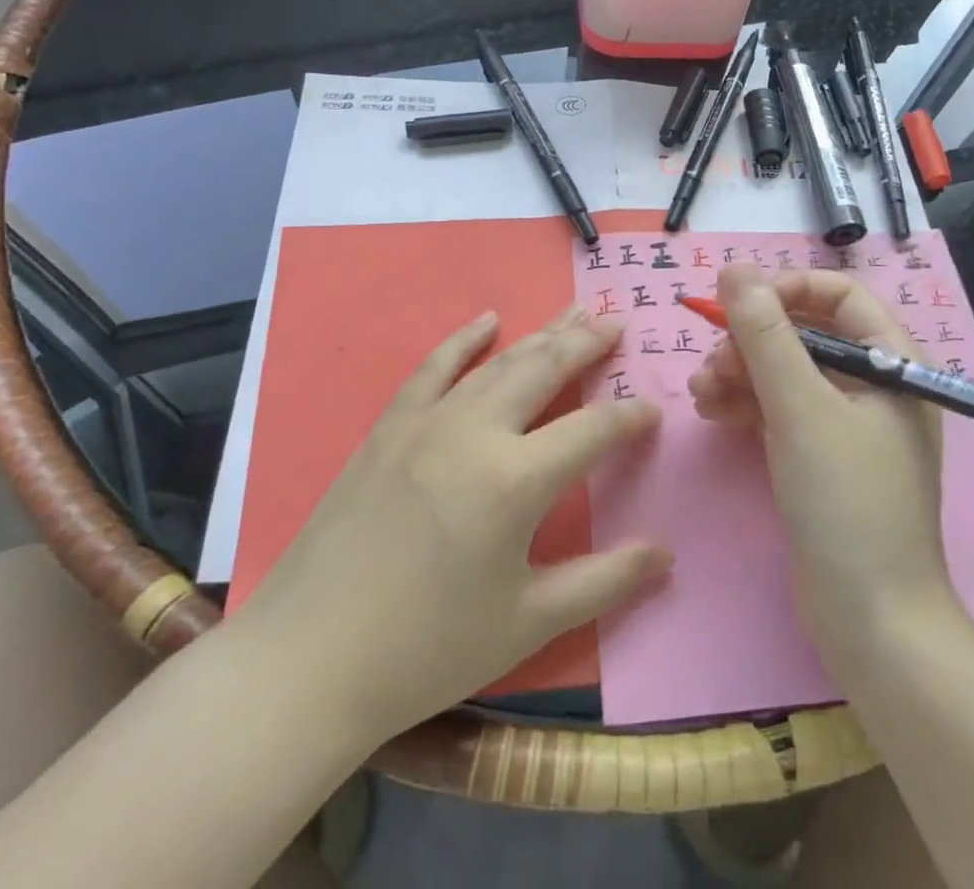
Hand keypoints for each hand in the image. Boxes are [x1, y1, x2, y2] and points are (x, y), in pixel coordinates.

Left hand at [236, 305, 670, 746]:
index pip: (591, 430)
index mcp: (515, 480)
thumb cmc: (426, 650)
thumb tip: (665, 553)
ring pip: (497, 362)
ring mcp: (427, 422)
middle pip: (545, 370)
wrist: (307, 660)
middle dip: (587, 344)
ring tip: (574, 312)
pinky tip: (487, 320)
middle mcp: (475, 432)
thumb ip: (603, 581)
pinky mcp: (389, 427)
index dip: (628, 417)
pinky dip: (463, 339)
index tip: (653, 409)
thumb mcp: (526, 623)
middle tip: (618, 321)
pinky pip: (433, 368)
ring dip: (540, 334)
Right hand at [688, 264, 954, 671]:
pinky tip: (711, 412)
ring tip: (701, 392)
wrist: (870, 620)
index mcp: (892, 363)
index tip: (740, 305)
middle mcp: (873, 385)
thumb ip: (764, 334)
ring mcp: (847, 423)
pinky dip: (746, 405)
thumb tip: (735, 267)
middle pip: (804, 333)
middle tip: (712, 362)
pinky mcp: (822, 456)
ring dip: (740, 373)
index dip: (787, 289)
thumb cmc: (845, 501)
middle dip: (752, 341)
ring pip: (785, 372)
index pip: (839, 295)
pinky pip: (780, 409)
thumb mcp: (800, 407)